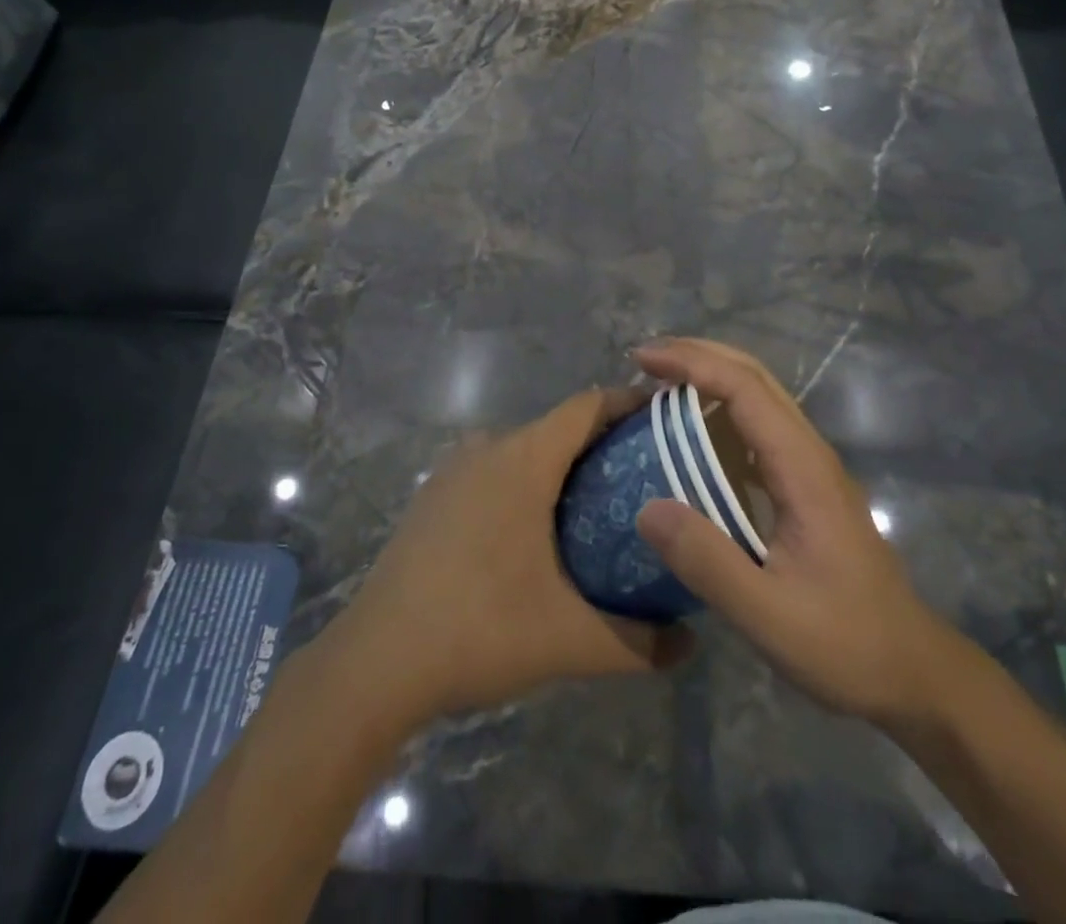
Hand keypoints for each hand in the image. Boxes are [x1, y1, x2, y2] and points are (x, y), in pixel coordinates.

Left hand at [328, 389, 691, 722]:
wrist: (375, 663)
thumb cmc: (480, 630)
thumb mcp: (570, 640)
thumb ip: (640, 642)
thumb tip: (690, 645)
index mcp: (524, 459)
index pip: (587, 405)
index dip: (629, 402)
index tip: (667, 418)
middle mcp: (487, 448)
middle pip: (558, 427)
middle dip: (603, 443)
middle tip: (647, 477)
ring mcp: (453, 471)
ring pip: (523, 450)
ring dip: (562, 466)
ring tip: (600, 506)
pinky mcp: (432, 498)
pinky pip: (493, 471)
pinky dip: (525, 484)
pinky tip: (537, 533)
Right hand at [635, 338, 967, 726]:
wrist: (912, 670)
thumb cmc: (844, 643)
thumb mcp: (768, 615)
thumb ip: (708, 562)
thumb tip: (646, 507)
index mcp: (802, 467)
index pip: (744, 388)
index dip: (692, 363)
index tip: (644, 359)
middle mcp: (809, 452)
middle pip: (755, 377)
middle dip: (699, 355)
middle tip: (645, 360)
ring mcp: (812, 467)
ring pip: (760, 397)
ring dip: (711, 378)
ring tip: (660, 386)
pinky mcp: (807, 487)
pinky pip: (760, 429)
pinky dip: (721, 413)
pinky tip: (693, 439)